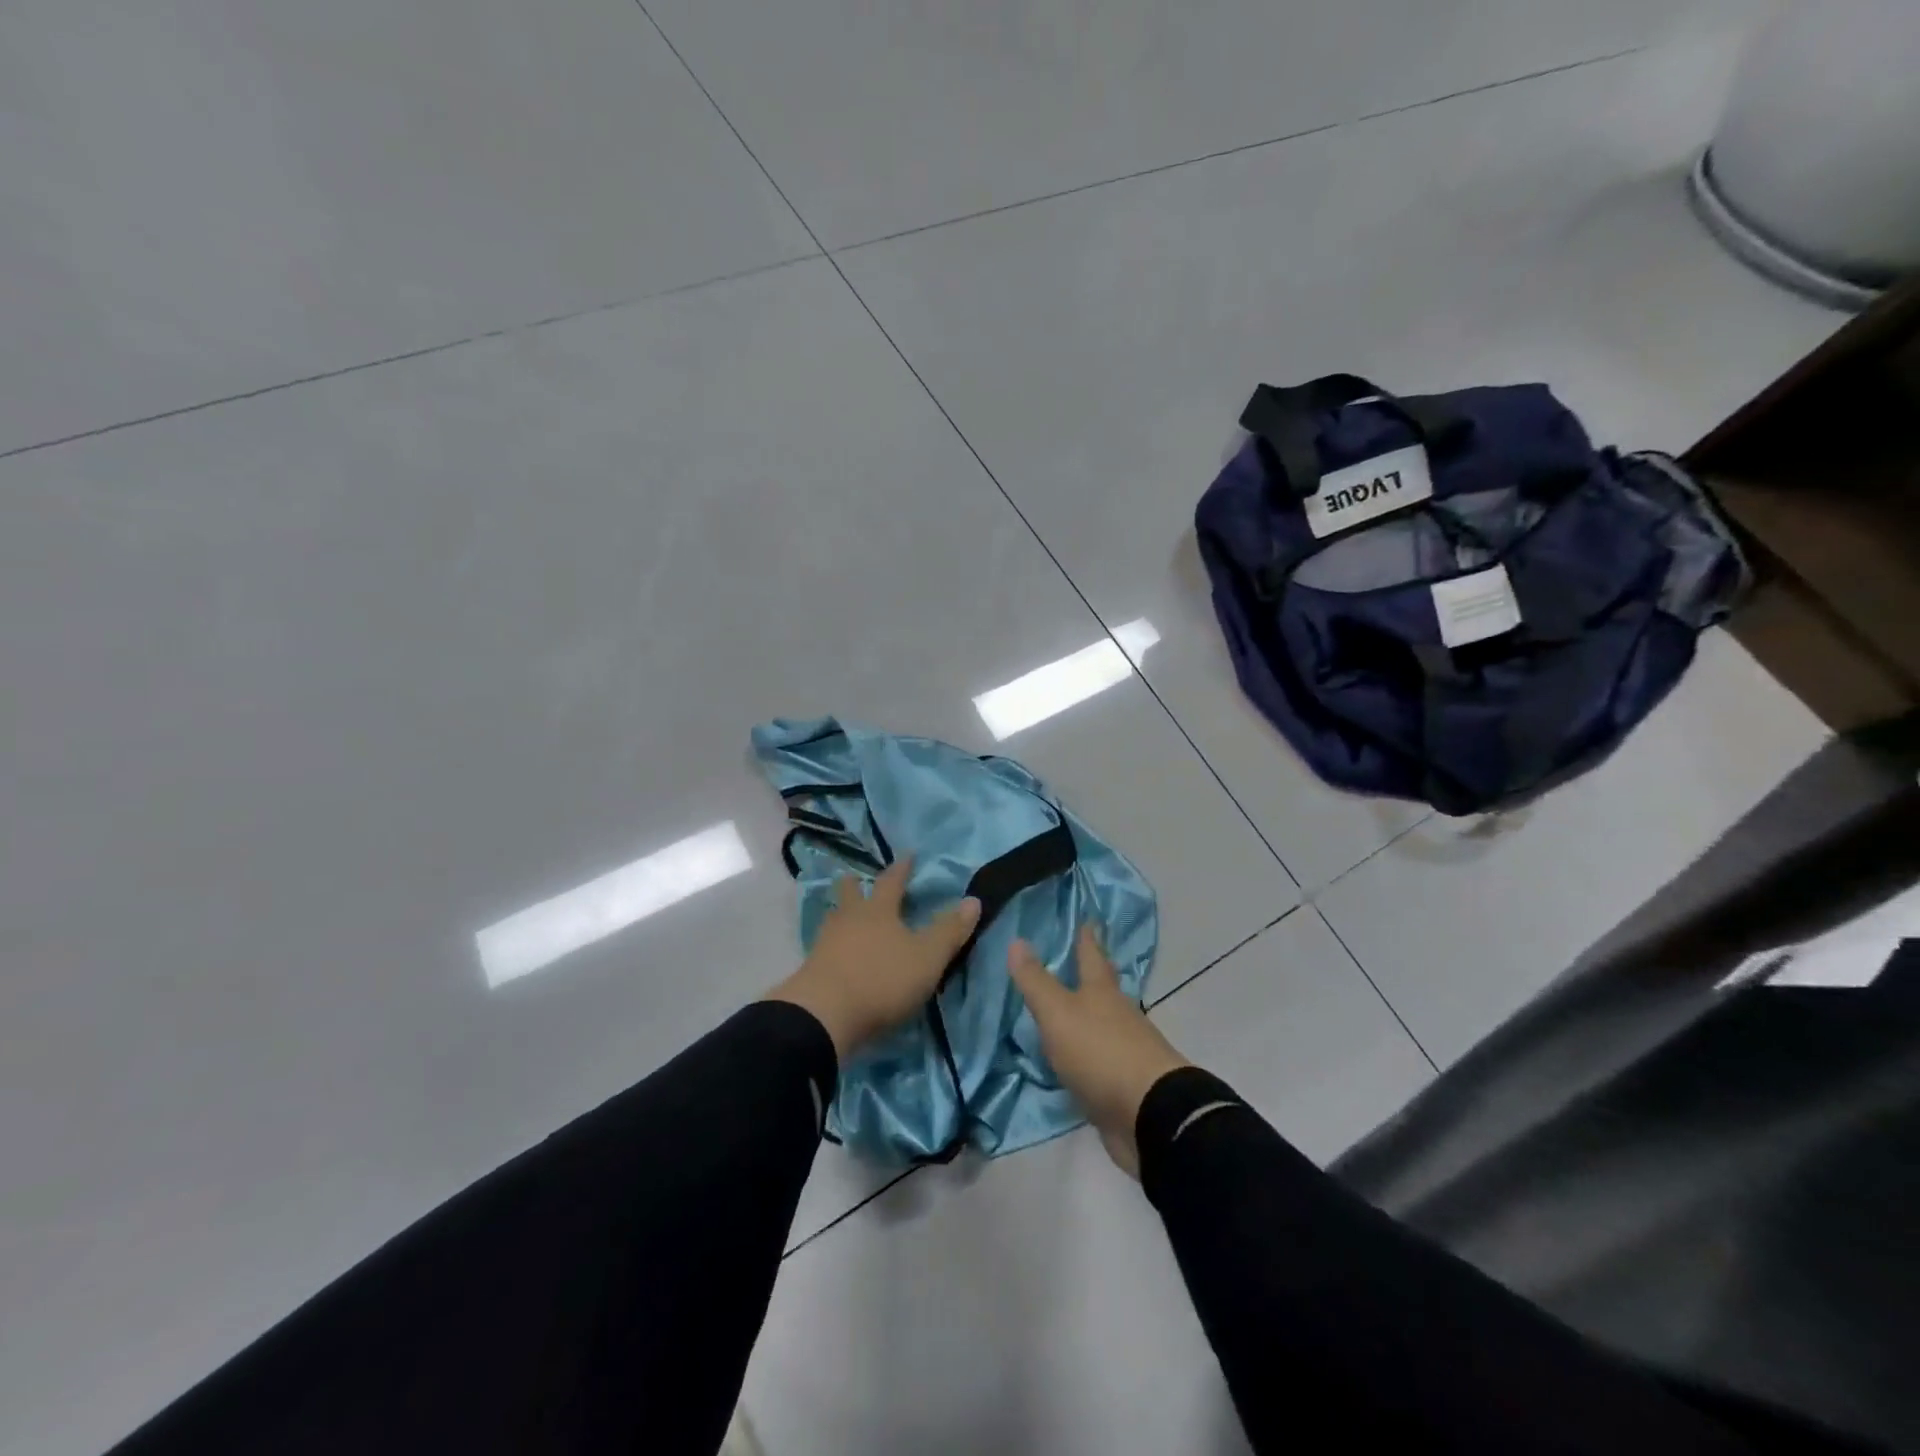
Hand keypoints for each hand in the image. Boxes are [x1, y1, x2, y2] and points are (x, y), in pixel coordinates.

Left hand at [767, 857, 980, 1060]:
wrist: (824, 1015)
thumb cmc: (882, 979)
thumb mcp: (927, 958)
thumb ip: (949, 931)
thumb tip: (973, 899)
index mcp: (878, 911)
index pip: (891, 882)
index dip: (901, 868)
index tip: (907, 855)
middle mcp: (849, 919)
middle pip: (850, 894)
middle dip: (856, 885)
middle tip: (857, 877)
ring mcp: (826, 944)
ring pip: (834, 919)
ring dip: (842, 913)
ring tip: (846, 915)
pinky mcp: (812, 970)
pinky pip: (825, 947)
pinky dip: (834, 944)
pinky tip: (837, 952)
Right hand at [1008, 923, 1189, 1177]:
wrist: (1149, 1114)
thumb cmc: (1100, 1051)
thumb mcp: (1058, 1013)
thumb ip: (1036, 982)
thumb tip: (1017, 940)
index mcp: (1102, 992)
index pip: (1092, 955)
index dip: (1087, 937)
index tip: (1088, 919)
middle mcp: (1118, 1014)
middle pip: (1104, 988)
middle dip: (1093, 973)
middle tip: (1080, 958)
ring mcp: (1125, 1049)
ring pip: (1105, 1022)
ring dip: (1090, 1014)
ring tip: (1069, 1007)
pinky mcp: (1124, 1083)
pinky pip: (1101, 1060)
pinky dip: (1088, 1053)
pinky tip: (1075, 1058)